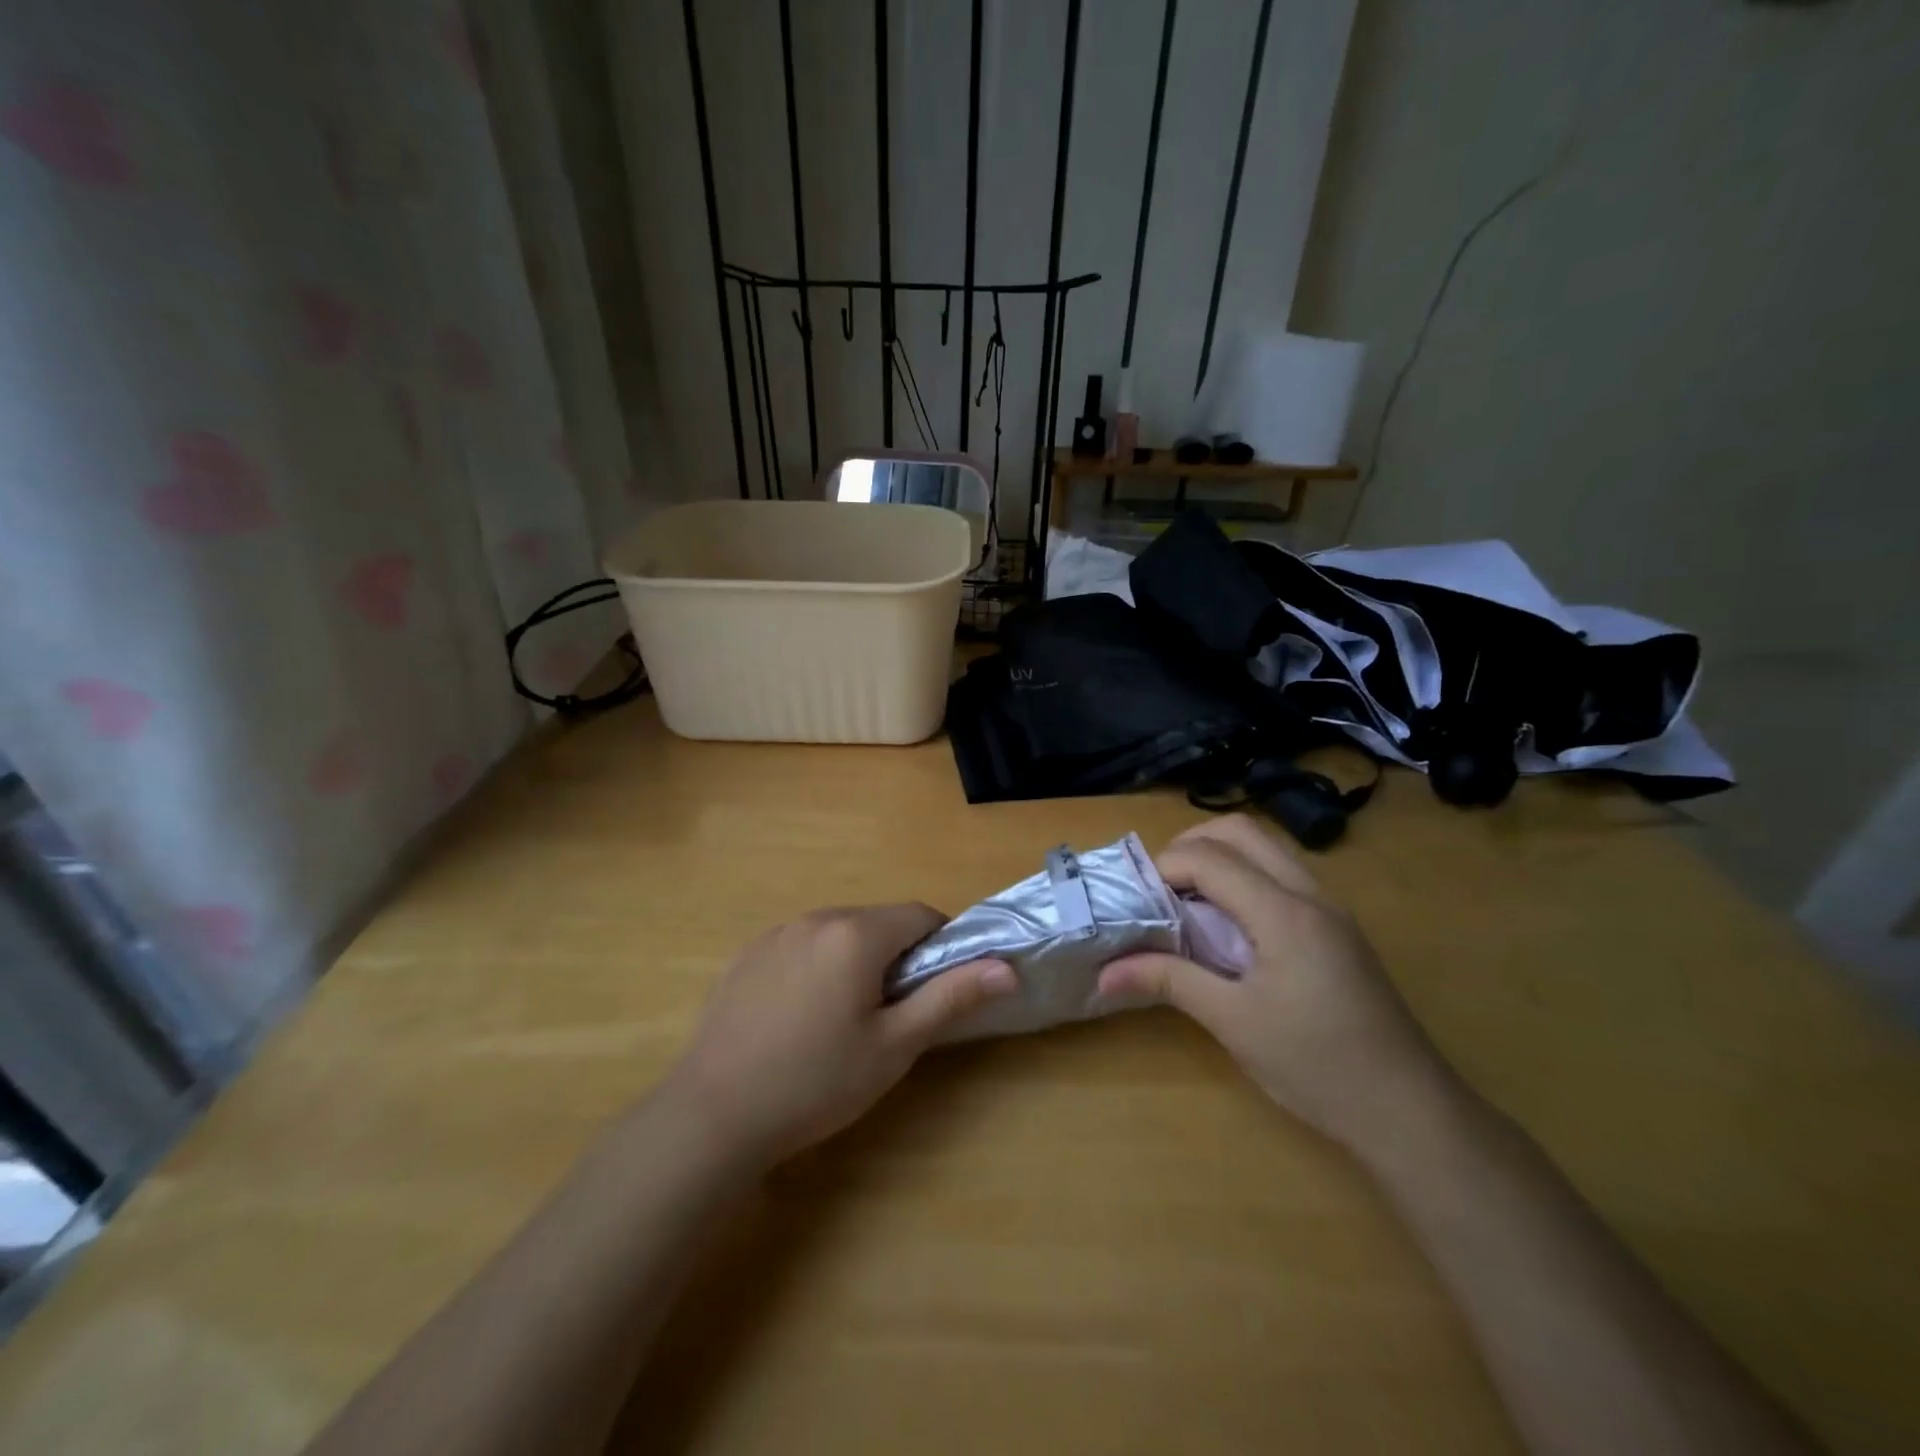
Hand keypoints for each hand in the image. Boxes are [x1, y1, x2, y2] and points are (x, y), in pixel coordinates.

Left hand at [658, 904, 1014, 1168]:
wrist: (713, 1114)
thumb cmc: (816, 1082)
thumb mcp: (894, 1046)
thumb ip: (951, 997)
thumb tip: (1008, 967)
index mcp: (856, 933)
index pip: (920, 915)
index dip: (940, 946)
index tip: (937, 990)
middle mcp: (816, 918)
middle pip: (878, 922)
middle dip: (897, 956)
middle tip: (892, 1015)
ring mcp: (776, 933)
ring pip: (839, 933)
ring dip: (857, 960)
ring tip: (844, 1020)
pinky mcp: (748, 954)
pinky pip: (802, 945)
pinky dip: (818, 966)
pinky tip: (800, 1018)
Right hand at [1098, 815, 1455, 1155]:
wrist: (1410, 1112)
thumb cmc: (1316, 1065)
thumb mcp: (1233, 1023)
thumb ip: (1169, 981)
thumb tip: (1104, 972)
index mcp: (1283, 912)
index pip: (1209, 858)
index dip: (1163, 867)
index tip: (1134, 898)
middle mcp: (1310, 894)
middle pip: (1240, 831)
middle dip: (1190, 844)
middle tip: (1158, 885)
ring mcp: (1330, 908)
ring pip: (1266, 848)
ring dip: (1219, 856)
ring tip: (1185, 899)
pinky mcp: (1338, 928)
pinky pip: (1282, 874)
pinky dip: (1244, 876)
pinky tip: (1227, 923)